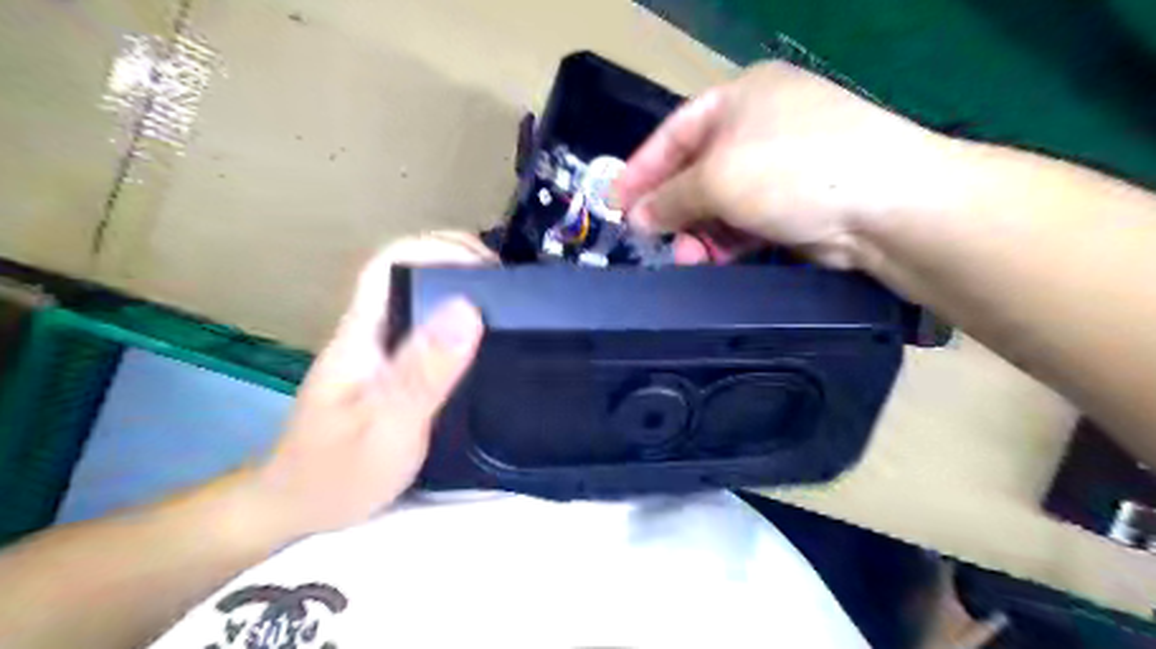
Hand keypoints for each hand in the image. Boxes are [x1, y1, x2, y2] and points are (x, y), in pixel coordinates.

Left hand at [249, 230, 490, 534]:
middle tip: (511, 286)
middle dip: (460, 263)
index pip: (391, 263)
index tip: (491, 267)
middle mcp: (369, 332)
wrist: (299, 509)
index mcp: (362, 334)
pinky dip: (459, 322)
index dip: (439, 249)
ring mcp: (378, 351)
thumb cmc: (339, 473)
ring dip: (463, 290)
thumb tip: (467, 309)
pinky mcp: (390, 370)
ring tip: (510, 307)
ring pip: (420, 300)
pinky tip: (484, 341)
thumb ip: (424, 372)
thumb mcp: (388, 426)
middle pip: (409, 273)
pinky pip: (427, 330)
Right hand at [614, 61, 946, 268]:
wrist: (883, 205)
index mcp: (739, 98)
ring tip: (685, 258)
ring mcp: (778, 167)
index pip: (673, 133)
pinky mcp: (792, 205)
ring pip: (718, 203)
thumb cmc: (789, 170)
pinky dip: (724, 241)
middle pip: (695, 171)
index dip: (640, 169)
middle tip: (648, 238)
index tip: (614, 203)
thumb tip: (637, 217)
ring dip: (696, 232)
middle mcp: (757, 128)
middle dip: (670, 208)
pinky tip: (710, 260)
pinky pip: (742, 223)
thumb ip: (670, 198)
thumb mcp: (717, 178)